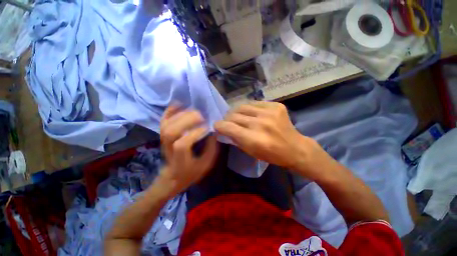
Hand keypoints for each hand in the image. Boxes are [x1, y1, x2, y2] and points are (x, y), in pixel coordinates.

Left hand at [158, 105, 218, 194]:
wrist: (173, 177)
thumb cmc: (191, 172)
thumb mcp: (206, 165)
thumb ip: (211, 149)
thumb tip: (214, 132)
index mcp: (180, 160)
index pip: (182, 144)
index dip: (194, 134)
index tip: (206, 128)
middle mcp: (169, 149)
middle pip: (171, 132)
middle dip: (187, 121)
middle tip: (201, 116)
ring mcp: (163, 141)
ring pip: (166, 125)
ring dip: (180, 115)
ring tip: (194, 111)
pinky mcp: (163, 136)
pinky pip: (163, 121)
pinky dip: (170, 111)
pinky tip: (179, 104)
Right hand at [215, 102, 327, 178]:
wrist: (295, 148)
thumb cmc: (271, 154)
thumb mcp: (250, 152)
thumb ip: (236, 139)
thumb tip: (225, 129)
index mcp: (253, 139)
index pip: (228, 127)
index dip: (219, 125)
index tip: (217, 125)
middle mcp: (260, 123)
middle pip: (234, 115)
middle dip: (227, 118)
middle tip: (227, 121)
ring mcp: (269, 112)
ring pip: (243, 106)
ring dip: (236, 111)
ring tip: (237, 115)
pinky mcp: (276, 106)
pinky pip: (255, 103)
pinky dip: (249, 108)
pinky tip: (251, 113)